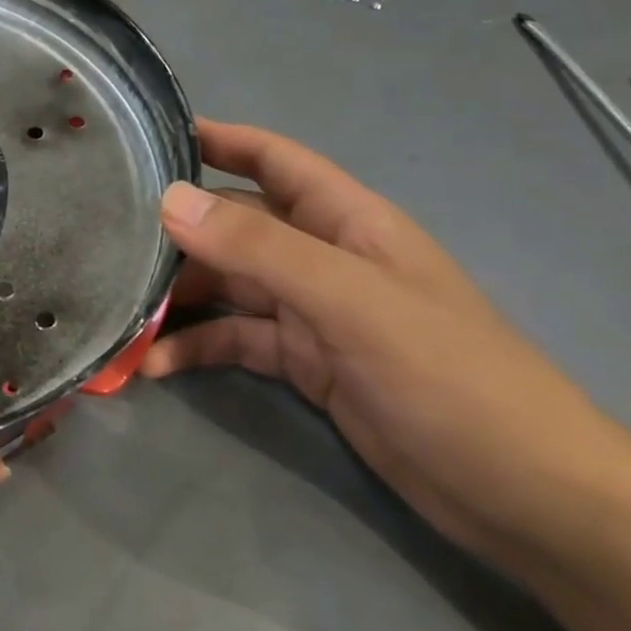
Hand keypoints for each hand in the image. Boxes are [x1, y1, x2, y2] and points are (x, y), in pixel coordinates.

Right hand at [144, 121, 630, 565]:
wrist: (522, 493)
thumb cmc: (449, 377)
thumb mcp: (350, 301)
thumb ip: (260, 248)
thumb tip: (171, 200)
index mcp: (348, 222)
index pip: (275, 161)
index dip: (220, 140)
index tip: (151, 137)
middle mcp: (324, 258)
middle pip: (237, 228)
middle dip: (178, 232)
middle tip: (107, 241)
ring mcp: (313, 314)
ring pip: (229, 288)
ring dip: (177, 299)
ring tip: (118, 311)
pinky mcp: (305, 365)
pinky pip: (236, 342)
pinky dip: (195, 350)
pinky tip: (155, 368)